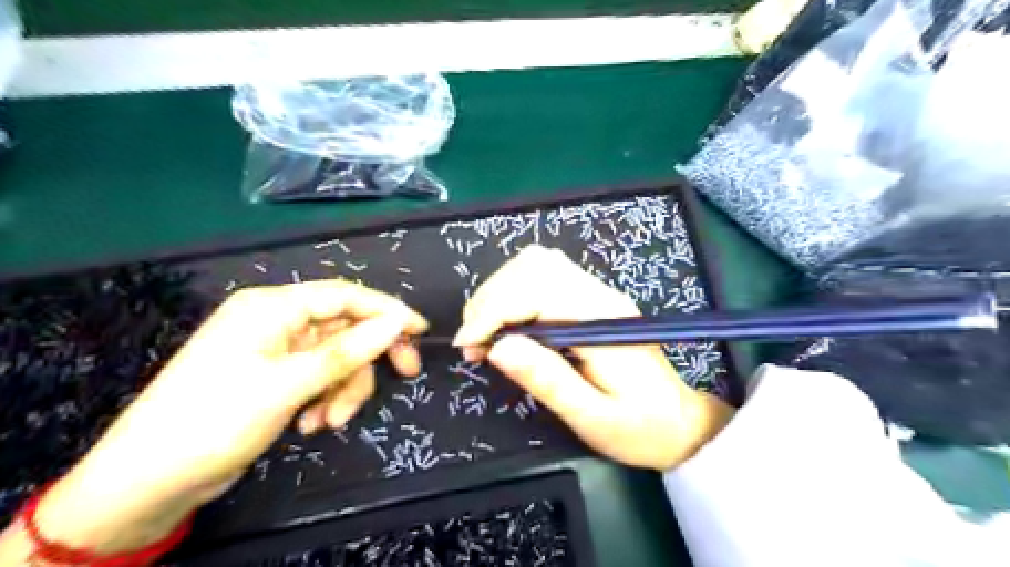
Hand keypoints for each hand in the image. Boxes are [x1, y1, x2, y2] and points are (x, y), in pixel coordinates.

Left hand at [36, 281, 425, 550]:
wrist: (146, 482)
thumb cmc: (214, 421)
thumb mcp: (289, 385)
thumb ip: (347, 350)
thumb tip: (398, 322)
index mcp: (272, 307)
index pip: (345, 295)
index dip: (388, 309)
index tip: (421, 329)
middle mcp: (275, 321)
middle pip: (344, 328)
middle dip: (369, 357)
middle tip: (406, 374)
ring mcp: (275, 350)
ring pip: (336, 358)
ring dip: (343, 388)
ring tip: (329, 422)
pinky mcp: (275, 376)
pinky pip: (319, 377)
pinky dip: (325, 398)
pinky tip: (311, 425)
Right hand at [454, 245, 729, 472]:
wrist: (680, 422)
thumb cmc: (639, 428)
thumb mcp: (592, 417)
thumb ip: (548, 380)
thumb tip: (497, 347)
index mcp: (602, 320)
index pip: (536, 290)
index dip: (493, 311)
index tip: (469, 345)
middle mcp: (599, 295)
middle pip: (533, 266)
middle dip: (491, 298)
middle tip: (475, 343)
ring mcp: (597, 292)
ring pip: (536, 264)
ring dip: (500, 292)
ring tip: (487, 333)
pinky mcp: (591, 298)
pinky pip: (544, 276)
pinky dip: (514, 293)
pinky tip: (508, 324)